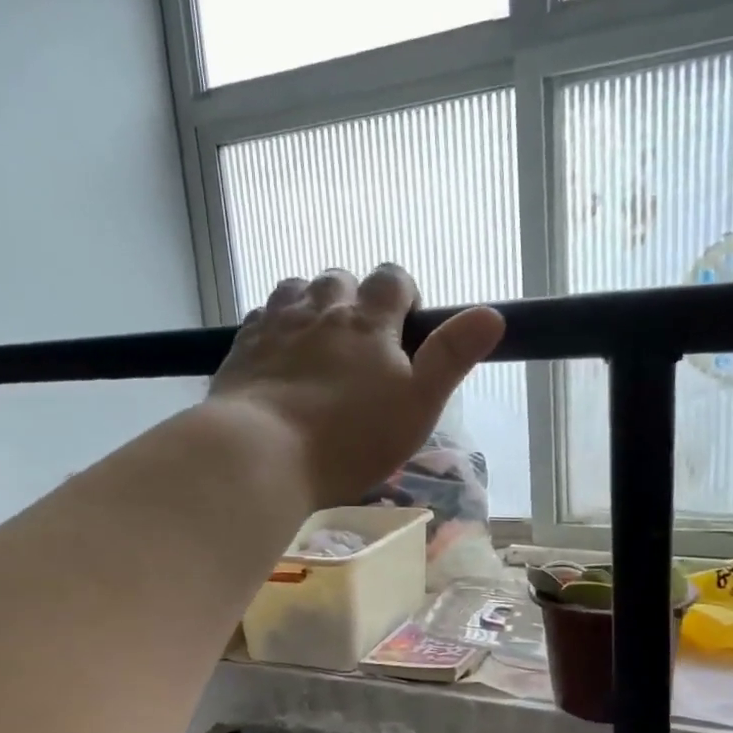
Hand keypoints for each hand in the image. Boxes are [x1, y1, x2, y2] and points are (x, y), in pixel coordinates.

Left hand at [208, 266, 504, 507]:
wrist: (261, 454)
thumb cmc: (350, 438)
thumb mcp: (417, 404)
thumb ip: (452, 357)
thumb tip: (492, 314)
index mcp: (368, 321)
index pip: (393, 279)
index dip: (404, 293)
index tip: (406, 325)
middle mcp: (320, 309)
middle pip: (340, 278)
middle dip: (355, 299)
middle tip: (361, 344)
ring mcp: (275, 324)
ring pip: (296, 289)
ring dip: (312, 304)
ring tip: (318, 342)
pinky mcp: (241, 347)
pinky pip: (261, 316)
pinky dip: (275, 324)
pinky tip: (278, 353)